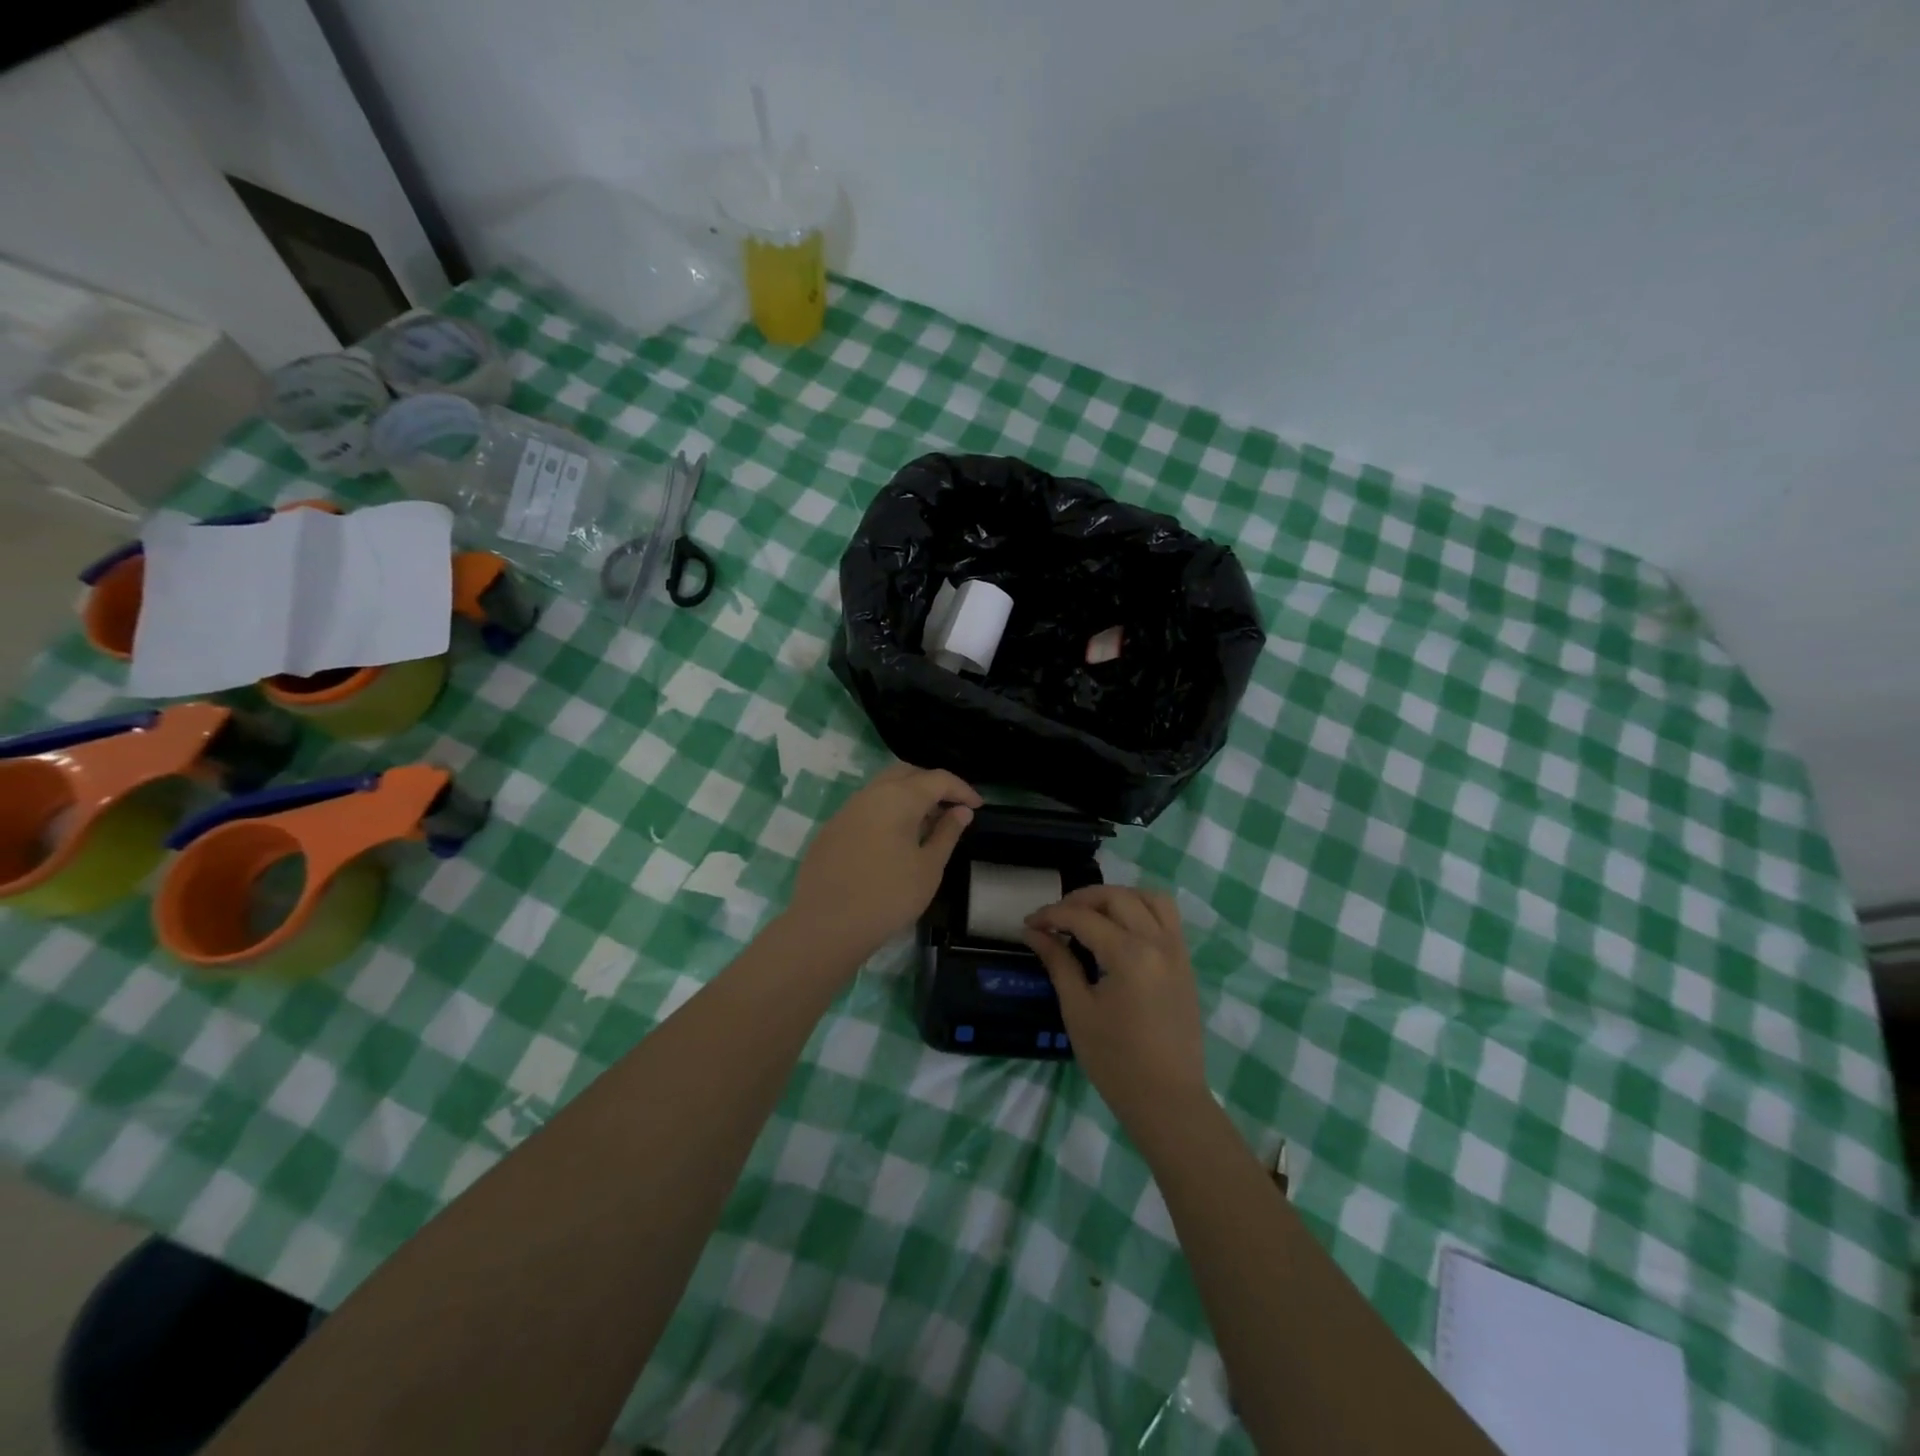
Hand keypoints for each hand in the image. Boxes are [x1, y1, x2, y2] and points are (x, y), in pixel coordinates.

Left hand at [786, 763, 981, 964]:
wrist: (827, 925)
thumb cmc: (889, 896)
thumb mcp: (929, 867)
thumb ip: (947, 833)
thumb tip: (961, 811)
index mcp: (898, 797)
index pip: (938, 779)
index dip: (962, 789)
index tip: (978, 806)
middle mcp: (870, 793)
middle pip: (907, 773)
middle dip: (932, 784)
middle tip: (951, 807)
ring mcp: (847, 810)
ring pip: (883, 788)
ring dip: (908, 796)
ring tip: (926, 824)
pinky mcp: (832, 829)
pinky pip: (866, 807)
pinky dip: (887, 812)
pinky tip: (894, 839)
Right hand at [1023, 886, 1208, 1128]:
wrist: (1167, 1100)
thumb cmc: (1115, 1061)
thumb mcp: (1077, 1010)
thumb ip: (1058, 962)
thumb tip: (1033, 932)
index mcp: (1130, 955)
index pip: (1084, 918)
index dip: (1052, 916)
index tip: (1029, 924)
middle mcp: (1158, 942)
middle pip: (1117, 897)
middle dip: (1081, 900)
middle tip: (1055, 918)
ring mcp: (1177, 951)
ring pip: (1149, 898)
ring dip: (1117, 897)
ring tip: (1091, 914)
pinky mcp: (1185, 962)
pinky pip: (1167, 917)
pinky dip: (1141, 909)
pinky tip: (1120, 928)